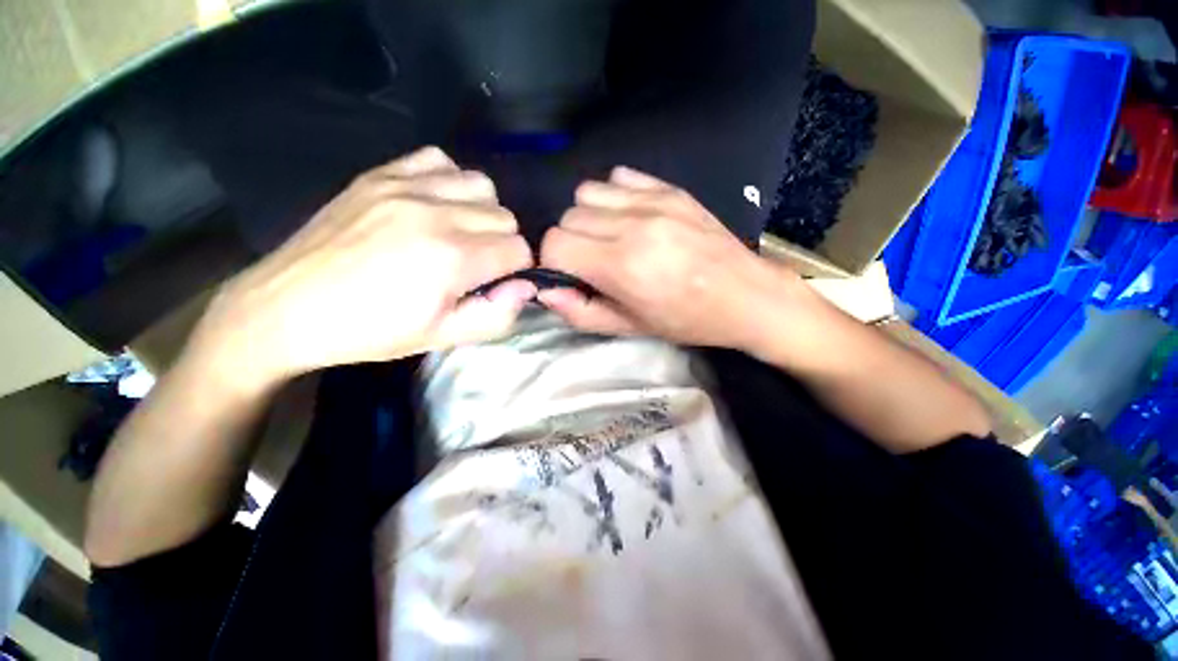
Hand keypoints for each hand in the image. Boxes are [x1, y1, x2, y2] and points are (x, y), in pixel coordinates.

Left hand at [188, 147, 534, 390]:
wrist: (286, 308)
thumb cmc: (370, 331)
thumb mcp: (441, 338)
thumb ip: (496, 315)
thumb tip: (526, 287)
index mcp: (453, 258)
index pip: (519, 250)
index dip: (517, 270)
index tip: (497, 283)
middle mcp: (436, 213)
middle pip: (505, 218)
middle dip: (503, 245)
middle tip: (477, 266)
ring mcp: (405, 187)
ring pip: (481, 185)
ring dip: (483, 212)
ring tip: (461, 233)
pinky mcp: (380, 175)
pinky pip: (439, 160)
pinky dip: (450, 181)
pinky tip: (435, 205)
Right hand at [538, 167, 823, 354]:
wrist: (746, 296)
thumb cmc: (686, 320)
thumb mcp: (630, 327)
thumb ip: (581, 312)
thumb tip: (545, 292)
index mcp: (622, 265)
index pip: (555, 244)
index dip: (554, 263)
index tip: (570, 276)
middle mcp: (633, 225)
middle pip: (568, 217)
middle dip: (571, 243)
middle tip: (593, 263)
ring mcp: (653, 201)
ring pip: (586, 193)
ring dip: (588, 218)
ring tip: (609, 239)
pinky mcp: (669, 189)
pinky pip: (617, 177)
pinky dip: (612, 197)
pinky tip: (629, 218)